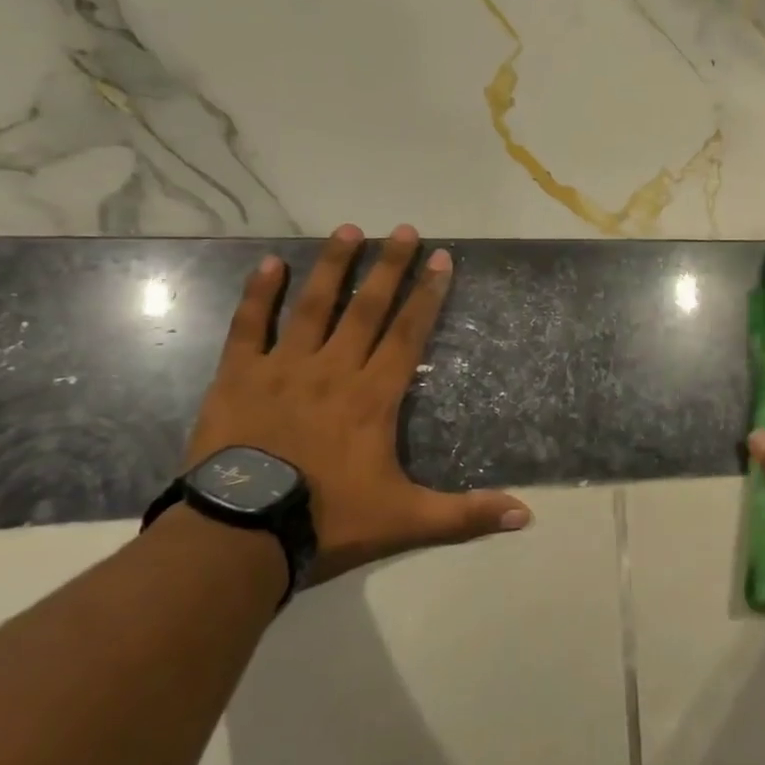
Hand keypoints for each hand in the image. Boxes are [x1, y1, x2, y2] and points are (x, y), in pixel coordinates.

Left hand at [184, 224, 530, 584]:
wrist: (241, 535)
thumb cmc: (328, 520)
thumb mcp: (406, 520)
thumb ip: (465, 515)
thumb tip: (526, 515)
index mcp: (373, 396)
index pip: (407, 333)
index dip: (427, 295)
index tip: (441, 259)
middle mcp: (333, 369)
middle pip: (366, 308)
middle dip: (389, 267)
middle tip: (404, 229)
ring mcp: (283, 368)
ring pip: (312, 306)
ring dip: (333, 267)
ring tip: (349, 230)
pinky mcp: (238, 378)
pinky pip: (249, 327)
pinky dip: (259, 294)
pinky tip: (270, 262)